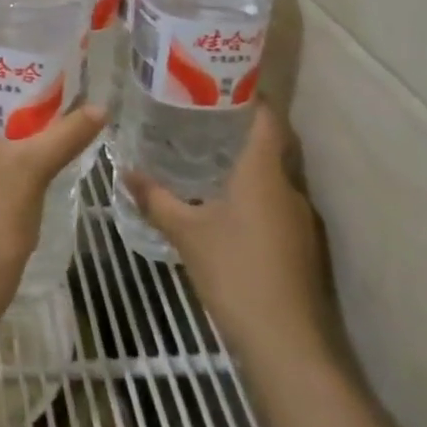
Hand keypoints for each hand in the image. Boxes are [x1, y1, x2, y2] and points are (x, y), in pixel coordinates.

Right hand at [123, 102, 341, 364]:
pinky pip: (275, 204)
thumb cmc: (235, 271)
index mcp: (263, 171)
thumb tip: (126, 172)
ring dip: (246, 165)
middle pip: (269, 144)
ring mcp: (299, 218)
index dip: (250, 95)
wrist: (287, 343)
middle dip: (239, 129)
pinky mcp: (301, 245)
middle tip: (201, 118)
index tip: (221, 82)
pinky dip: (253, 195)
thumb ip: (156, 199)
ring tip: (207, 157)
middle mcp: (288, 186)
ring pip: (272, 177)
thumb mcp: (187, 233)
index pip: (267, 117)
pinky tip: (225, 206)